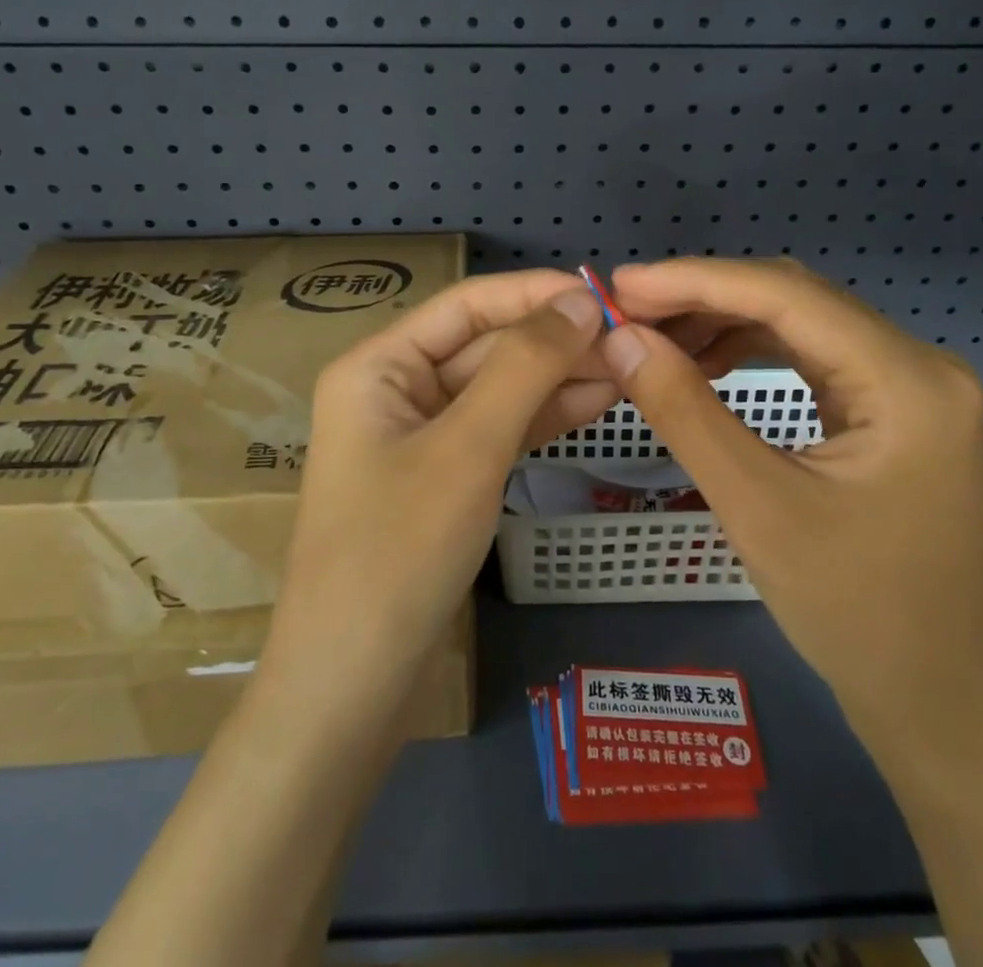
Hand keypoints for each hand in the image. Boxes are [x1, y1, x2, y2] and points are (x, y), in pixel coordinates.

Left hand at [261, 271, 612, 716]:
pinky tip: (596, 402)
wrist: (351, 689)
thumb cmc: (399, 553)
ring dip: (557, 376)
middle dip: (554, 340)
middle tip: (631, 339)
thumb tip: (580, 300)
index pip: (468, 305)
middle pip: (485, 344)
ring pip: (498, 387)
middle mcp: (396, 389)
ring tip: (628, 367)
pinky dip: (543, 416)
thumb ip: (525, 366)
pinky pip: (498, 429)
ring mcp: (420, 436)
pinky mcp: (443, 477)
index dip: (536, 294)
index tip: (606, 295)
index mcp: (379, 365)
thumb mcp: (468, 448)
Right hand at [602, 258, 982, 756]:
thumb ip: (684, 410)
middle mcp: (918, 364)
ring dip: (723, 321)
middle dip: (705, 297)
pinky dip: (750, 351)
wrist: (937, 700)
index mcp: (907, 380)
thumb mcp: (756, 506)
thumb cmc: (854, 612)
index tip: (621, 283)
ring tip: (653, 334)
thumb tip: (620, 338)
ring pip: (800, 323)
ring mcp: (909, 385)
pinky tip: (703, 362)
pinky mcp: (891, 408)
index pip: (786, 296)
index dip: (695, 280)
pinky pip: (811, 356)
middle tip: (627, 308)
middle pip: (795, 299)